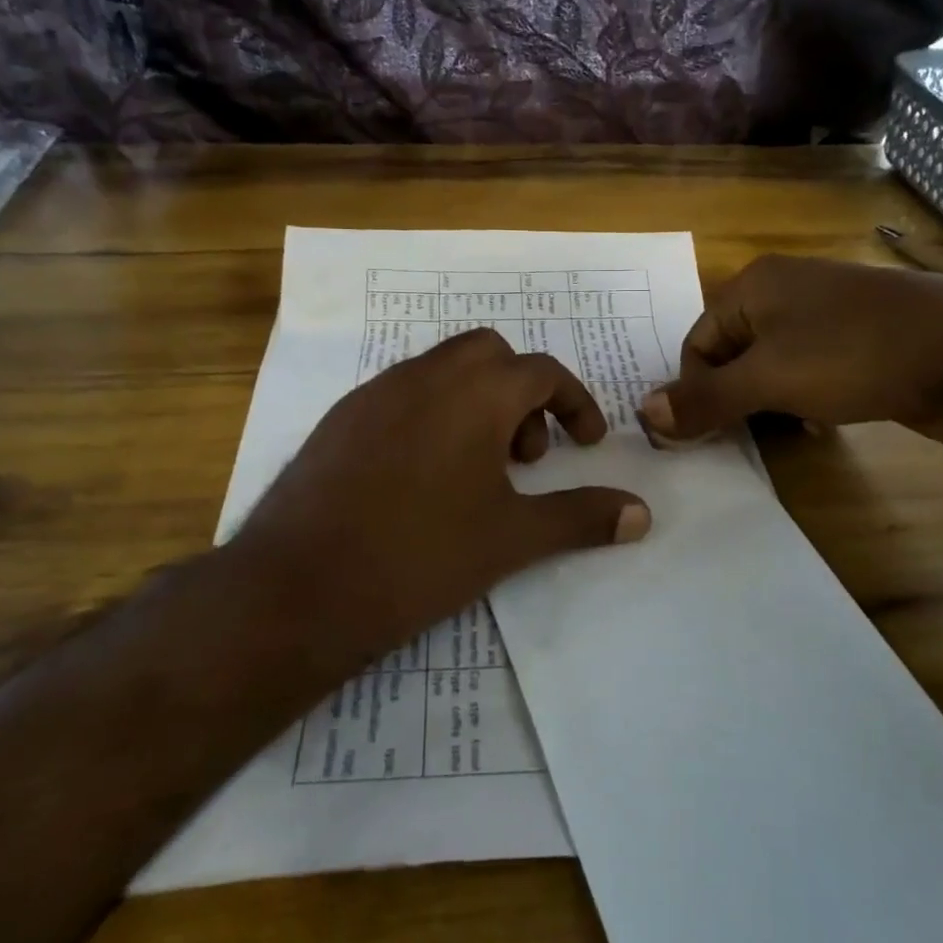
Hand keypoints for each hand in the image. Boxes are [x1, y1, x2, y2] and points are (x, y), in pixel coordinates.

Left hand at [228, 329, 649, 667]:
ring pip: (442, 370)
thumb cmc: (420, 557)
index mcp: (474, 393)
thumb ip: (581, 518)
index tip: (587, 442)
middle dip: (521, 393)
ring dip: (475, 402)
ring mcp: (374, 393)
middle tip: (527, 455)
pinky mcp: (339, 419)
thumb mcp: (512, 538)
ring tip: (477, 471)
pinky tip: (423, 478)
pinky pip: (401, 394)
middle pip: (490, 354)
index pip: (542, 371)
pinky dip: (431, 414)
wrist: (300, 588)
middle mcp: (425, 376)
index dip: (575, 402)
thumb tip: (641, 515)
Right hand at [640, 254, 942, 445]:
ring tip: (784, 430)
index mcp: (755, 285)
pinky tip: (819, 424)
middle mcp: (786, 291)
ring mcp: (827, 314)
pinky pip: (809, 371)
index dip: (695, 389)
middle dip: (732, 398)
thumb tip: (644, 413)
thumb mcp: (770, 380)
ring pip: (771, 366)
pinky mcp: (860, 341)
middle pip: (732, 353)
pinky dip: (803, 399)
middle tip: (741, 437)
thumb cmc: (856, 356)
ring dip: (768, 403)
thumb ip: (705, 398)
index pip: (696, 341)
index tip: (706, 433)